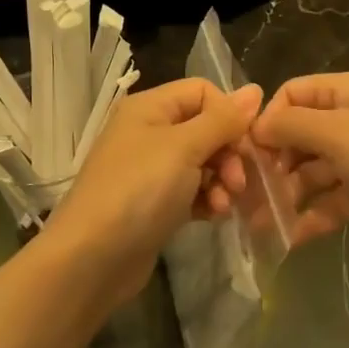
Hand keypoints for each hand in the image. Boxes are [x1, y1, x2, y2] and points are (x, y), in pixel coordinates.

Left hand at [46, 78, 262, 303]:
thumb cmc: (139, 191)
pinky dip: (208, 199)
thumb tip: (256, 89)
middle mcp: (149, 131)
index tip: (246, 143)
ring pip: (203, 162)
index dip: (229, 114)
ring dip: (222, 180)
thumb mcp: (184, 147)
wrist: (93, 258)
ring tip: (225, 204)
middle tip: (238, 181)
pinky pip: (192, 190)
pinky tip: (214, 216)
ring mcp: (151, 169)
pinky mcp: (156, 203)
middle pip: (206, 128)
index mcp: (150, 107)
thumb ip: (222, 119)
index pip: (203, 92)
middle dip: (229, 153)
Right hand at [250, 72, 348, 257]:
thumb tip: (255, 127)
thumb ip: (291, 127)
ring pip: (312, 171)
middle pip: (299, 135)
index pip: (292, 94)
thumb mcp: (339, 135)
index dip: (267, 120)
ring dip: (286, 194)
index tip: (247, 153)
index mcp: (347, 93)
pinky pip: (331, 200)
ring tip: (260, 223)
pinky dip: (311, 216)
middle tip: (248, 195)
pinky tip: (289, 238)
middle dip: (272, 163)